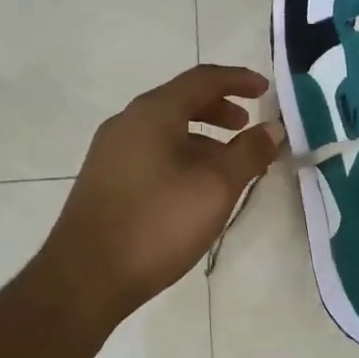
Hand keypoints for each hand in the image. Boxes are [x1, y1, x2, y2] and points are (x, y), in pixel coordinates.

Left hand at [41, 65, 282, 323]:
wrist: (85, 277)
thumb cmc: (158, 222)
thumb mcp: (216, 186)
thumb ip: (249, 153)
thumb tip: (273, 129)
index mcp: (153, 113)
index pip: (202, 79)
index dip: (238, 80)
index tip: (266, 91)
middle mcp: (128, 122)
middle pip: (181, 101)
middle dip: (219, 109)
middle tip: (246, 126)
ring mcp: (111, 152)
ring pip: (166, 130)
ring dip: (202, 137)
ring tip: (228, 165)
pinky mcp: (105, 180)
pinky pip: (152, 152)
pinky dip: (182, 156)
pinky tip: (195, 189)